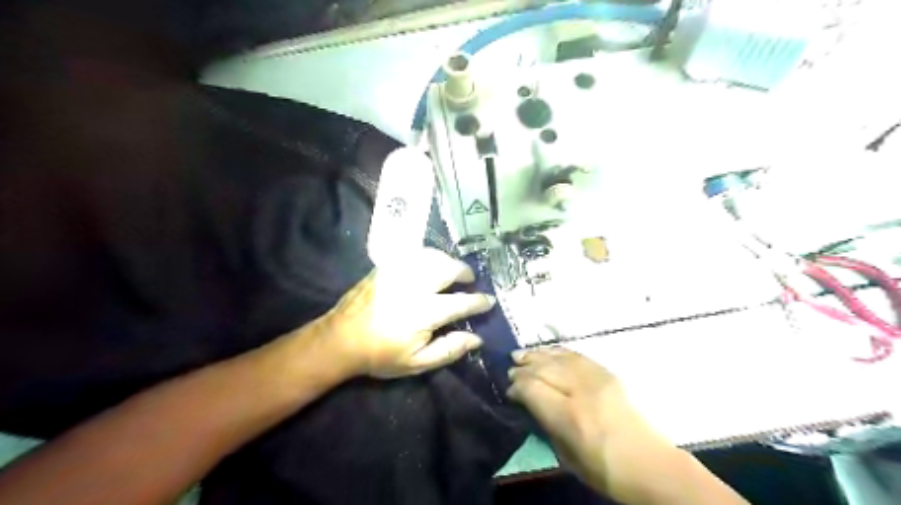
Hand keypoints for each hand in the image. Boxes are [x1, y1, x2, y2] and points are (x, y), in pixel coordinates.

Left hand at [323, 248, 491, 378]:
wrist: (341, 339)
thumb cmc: (380, 354)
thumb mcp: (417, 363)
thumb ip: (449, 349)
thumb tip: (477, 338)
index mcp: (425, 312)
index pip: (461, 302)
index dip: (479, 301)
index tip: (488, 301)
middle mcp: (415, 286)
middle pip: (449, 269)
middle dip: (465, 272)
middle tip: (470, 280)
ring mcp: (399, 272)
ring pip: (432, 256)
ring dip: (448, 260)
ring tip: (452, 270)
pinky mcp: (386, 266)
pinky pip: (414, 253)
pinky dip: (428, 255)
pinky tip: (430, 263)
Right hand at [507, 348, 674, 499]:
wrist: (651, 465)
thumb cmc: (604, 469)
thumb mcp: (566, 456)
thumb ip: (545, 424)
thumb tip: (529, 402)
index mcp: (570, 417)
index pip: (533, 388)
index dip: (517, 386)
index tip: (509, 390)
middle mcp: (582, 391)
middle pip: (544, 369)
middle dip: (524, 367)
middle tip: (511, 368)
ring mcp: (597, 379)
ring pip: (560, 357)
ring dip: (538, 354)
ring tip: (522, 354)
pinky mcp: (608, 373)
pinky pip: (577, 355)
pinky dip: (559, 352)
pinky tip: (548, 351)